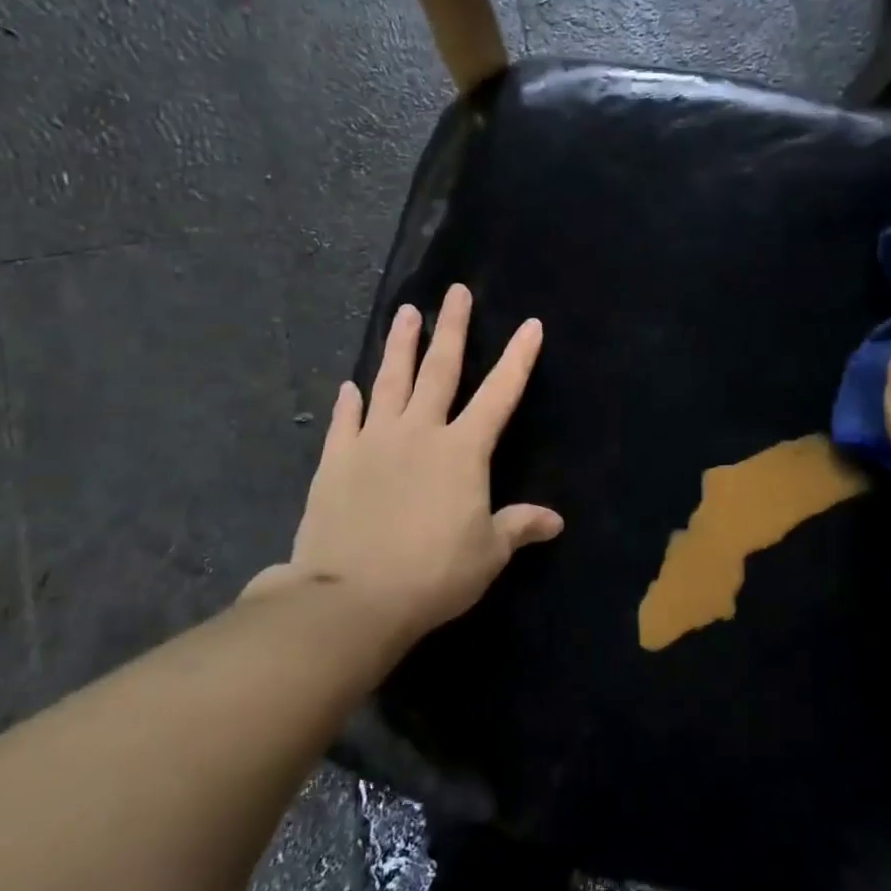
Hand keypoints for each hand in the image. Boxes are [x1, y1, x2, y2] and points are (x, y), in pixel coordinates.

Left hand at [242, 284, 562, 640]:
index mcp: (462, 451)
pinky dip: (350, 402)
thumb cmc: (432, 575)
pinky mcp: (336, 461)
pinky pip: (345, 421)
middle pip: (440, 370)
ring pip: (390, 381)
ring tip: (405, 313)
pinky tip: (350, 386)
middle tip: (454, 293)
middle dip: (452, 328)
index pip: (499, 394)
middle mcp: (419, 432)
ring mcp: (373, 442)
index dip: (518, 359)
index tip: (531, 325)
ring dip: (400, 346)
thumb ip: (518, 527)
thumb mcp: (487, 555)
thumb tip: (555, 521)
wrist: (351, 597)